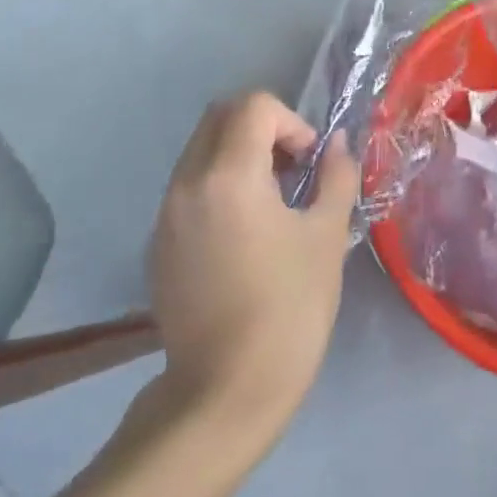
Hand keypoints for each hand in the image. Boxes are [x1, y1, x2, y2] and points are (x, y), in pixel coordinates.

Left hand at [147, 92, 360, 429]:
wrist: (226, 390)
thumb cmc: (289, 307)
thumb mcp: (327, 236)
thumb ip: (335, 177)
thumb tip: (338, 145)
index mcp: (228, 176)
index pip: (253, 106)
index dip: (291, 122)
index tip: (309, 164)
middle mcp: (186, 183)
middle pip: (219, 118)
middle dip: (263, 129)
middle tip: (293, 172)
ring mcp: (166, 214)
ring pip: (200, 151)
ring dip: (239, 156)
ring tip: (273, 205)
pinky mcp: (158, 244)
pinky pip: (189, 188)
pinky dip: (219, 186)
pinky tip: (246, 236)